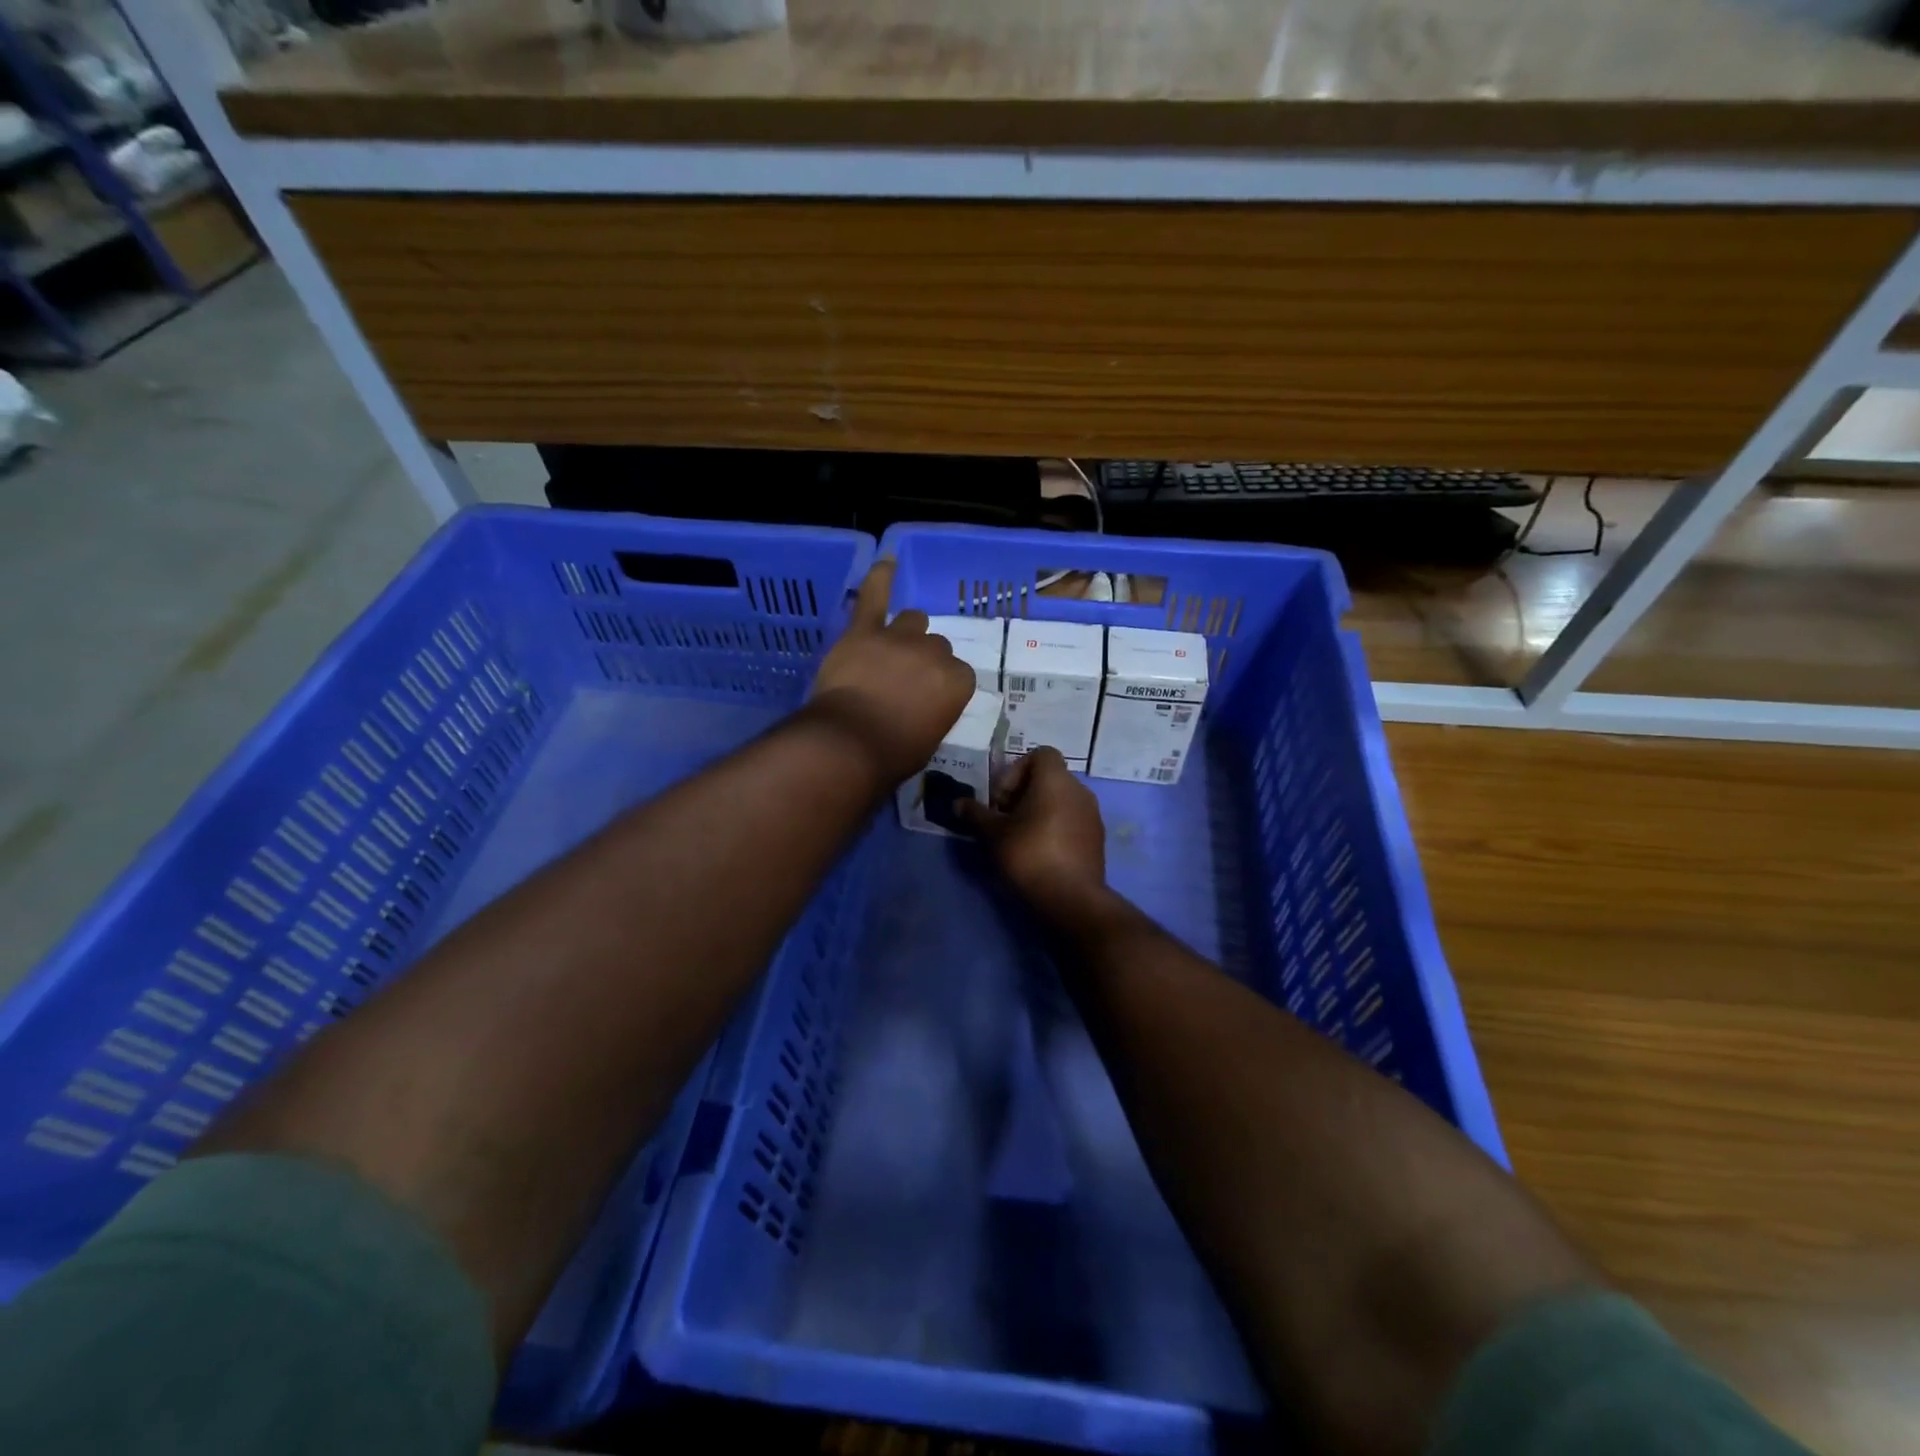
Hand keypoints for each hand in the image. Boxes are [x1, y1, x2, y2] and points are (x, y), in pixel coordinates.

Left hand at [806, 560, 975, 785]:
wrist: (850, 743)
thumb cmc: (893, 754)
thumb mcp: (930, 738)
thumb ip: (936, 711)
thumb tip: (925, 706)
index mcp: (958, 682)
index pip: (959, 674)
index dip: (941, 686)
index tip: (928, 700)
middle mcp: (935, 653)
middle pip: (936, 646)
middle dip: (924, 661)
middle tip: (903, 682)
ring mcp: (899, 638)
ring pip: (914, 621)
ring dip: (906, 634)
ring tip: (889, 651)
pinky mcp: (864, 631)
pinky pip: (875, 596)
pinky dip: (880, 578)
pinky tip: (887, 562)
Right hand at [959, 748, 1106, 915]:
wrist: (1073, 900)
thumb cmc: (1030, 856)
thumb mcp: (994, 834)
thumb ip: (976, 814)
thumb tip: (958, 803)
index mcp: (1056, 780)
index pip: (1039, 754)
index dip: (1015, 771)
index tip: (1001, 799)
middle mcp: (1079, 790)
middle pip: (1048, 778)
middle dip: (1023, 794)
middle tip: (1004, 820)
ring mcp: (1092, 815)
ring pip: (1060, 801)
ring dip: (1038, 812)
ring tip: (1019, 838)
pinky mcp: (1097, 839)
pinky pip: (1071, 820)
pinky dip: (1054, 828)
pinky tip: (1039, 853)